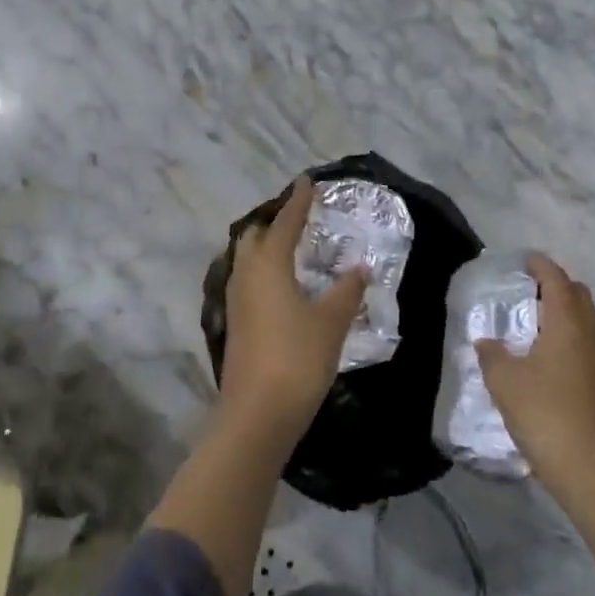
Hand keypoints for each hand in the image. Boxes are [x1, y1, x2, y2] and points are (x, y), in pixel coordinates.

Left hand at [220, 176, 365, 441]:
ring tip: (292, 247)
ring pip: (247, 259)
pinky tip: (281, 285)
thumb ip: (346, 291)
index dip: (298, 200)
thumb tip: (359, 267)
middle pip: (254, 235)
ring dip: (266, 246)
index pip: (285, 221)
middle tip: (299, 217)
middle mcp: (246, 274)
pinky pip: (247, 280)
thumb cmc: (297, 359)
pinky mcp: (235, 323)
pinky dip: (263, 271)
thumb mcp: (330, 322)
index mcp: (268, 265)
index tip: (307, 180)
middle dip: (274, 221)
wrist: (256, 415)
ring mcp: (236, 300)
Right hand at [477, 254, 594, 492]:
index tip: (521, 260)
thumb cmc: (544, 412)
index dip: (539, 264)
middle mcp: (588, 333)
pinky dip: (565, 333)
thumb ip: (491, 354)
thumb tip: (487, 341)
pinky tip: (543, 352)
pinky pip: (583, 340)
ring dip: (561, 310)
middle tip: (525, 289)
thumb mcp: (504, 380)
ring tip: (530, 319)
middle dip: (554, 284)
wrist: (588, 469)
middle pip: (576, 293)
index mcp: (567, 322)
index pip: (556, 278)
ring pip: (583, 318)